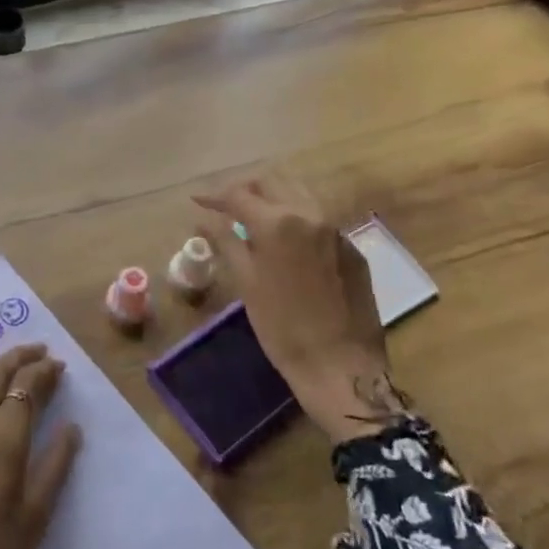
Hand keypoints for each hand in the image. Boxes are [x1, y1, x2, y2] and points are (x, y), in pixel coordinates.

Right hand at [194, 172, 409, 445]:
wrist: (341, 366)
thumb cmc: (283, 328)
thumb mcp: (246, 283)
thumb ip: (226, 242)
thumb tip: (204, 220)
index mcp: (278, 223)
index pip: (239, 195)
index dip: (214, 195)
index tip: (197, 200)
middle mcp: (310, 215)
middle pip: (273, 183)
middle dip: (246, 188)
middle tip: (225, 205)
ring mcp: (336, 230)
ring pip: (301, 194)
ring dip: (274, 197)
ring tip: (254, 215)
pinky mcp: (352, 249)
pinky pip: (320, 219)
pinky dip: (297, 218)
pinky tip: (287, 240)